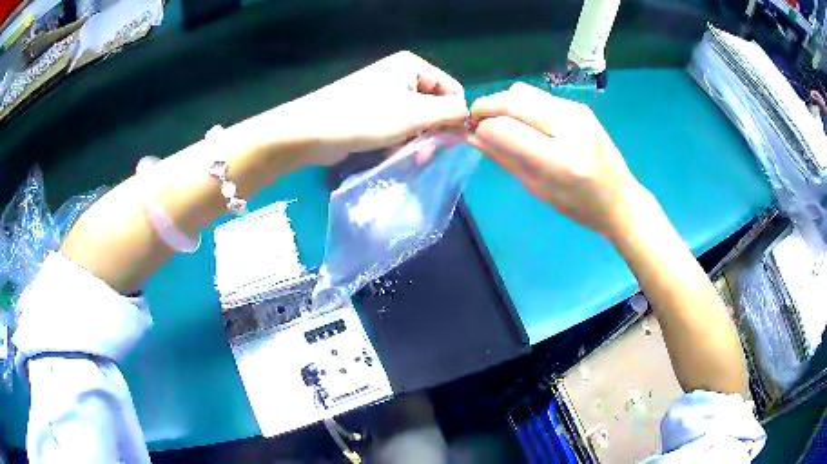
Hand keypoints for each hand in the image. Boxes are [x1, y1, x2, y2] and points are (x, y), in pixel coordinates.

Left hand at [291, 51, 468, 164]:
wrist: (312, 131)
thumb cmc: (366, 116)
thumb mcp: (415, 114)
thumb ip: (450, 113)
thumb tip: (470, 117)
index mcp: (412, 66)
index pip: (452, 90)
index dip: (455, 115)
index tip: (450, 141)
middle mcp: (400, 75)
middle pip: (435, 105)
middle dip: (434, 130)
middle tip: (427, 153)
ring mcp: (385, 94)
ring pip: (417, 119)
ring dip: (418, 139)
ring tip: (411, 156)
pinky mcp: (372, 112)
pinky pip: (399, 126)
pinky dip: (401, 140)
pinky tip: (394, 152)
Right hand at [468, 82, 645, 236]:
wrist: (620, 200)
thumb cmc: (579, 206)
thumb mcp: (538, 189)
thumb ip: (504, 158)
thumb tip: (471, 135)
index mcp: (561, 161)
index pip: (504, 128)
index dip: (482, 129)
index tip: (475, 136)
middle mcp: (570, 128)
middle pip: (511, 100)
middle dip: (486, 108)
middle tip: (478, 122)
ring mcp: (577, 112)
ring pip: (522, 91)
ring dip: (504, 104)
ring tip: (504, 123)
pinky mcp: (579, 106)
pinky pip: (539, 96)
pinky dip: (523, 105)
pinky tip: (528, 123)